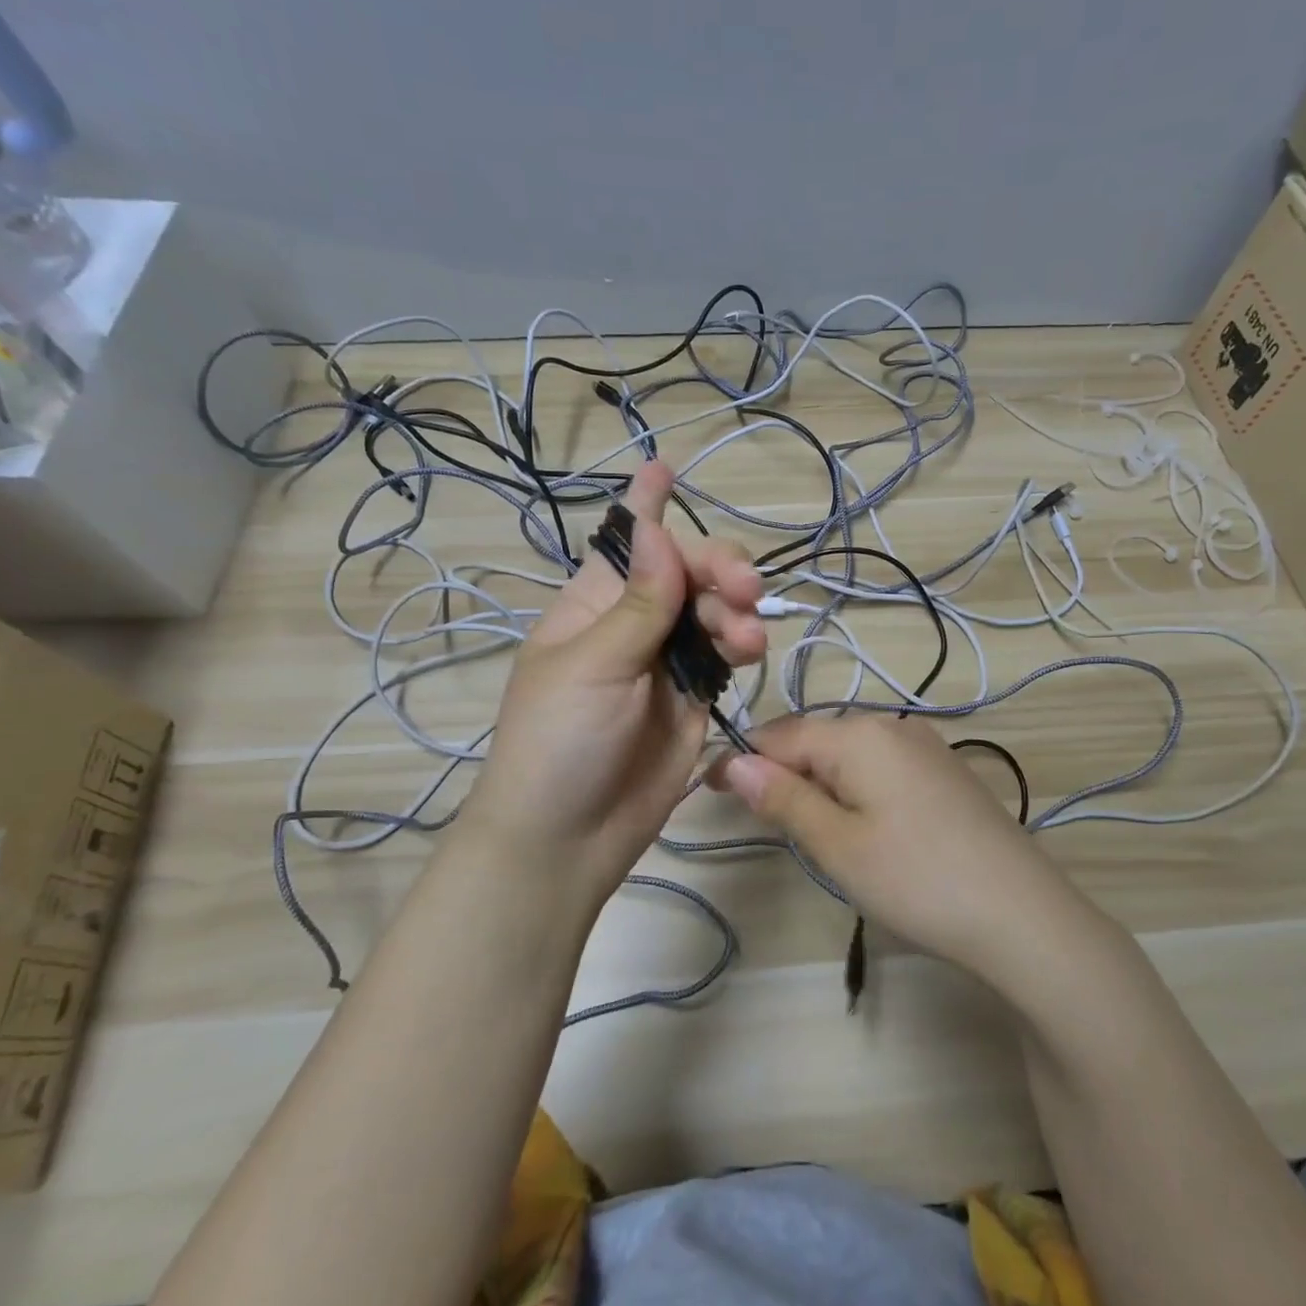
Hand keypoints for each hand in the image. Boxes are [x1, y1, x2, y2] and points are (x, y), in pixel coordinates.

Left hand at [461, 461, 764, 901]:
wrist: (567, 839)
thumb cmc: (558, 743)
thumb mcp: (592, 666)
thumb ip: (638, 603)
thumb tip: (658, 530)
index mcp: (592, 604)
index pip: (623, 542)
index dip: (644, 505)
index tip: (665, 466)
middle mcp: (632, 624)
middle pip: (685, 572)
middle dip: (717, 568)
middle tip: (742, 586)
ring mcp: (665, 662)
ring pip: (713, 611)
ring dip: (734, 612)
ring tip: (744, 638)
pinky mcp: (694, 699)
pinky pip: (724, 656)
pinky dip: (739, 647)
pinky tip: (747, 653)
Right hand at [708, 714, 1069, 976]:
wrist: (1023, 914)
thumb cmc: (917, 879)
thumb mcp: (837, 843)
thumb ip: (783, 797)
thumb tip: (734, 761)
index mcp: (859, 734)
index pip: (780, 734)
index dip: (741, 759)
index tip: (707, 789)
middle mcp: (892, 725)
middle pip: (816, 739)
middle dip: (779, 770)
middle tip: (755, 817)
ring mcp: (925, 746)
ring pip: (849, 753)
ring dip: (816, 780)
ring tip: (802, 826)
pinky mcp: (946, 772)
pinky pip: (880, 766)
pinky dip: (853, 787)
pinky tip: (859, 823)